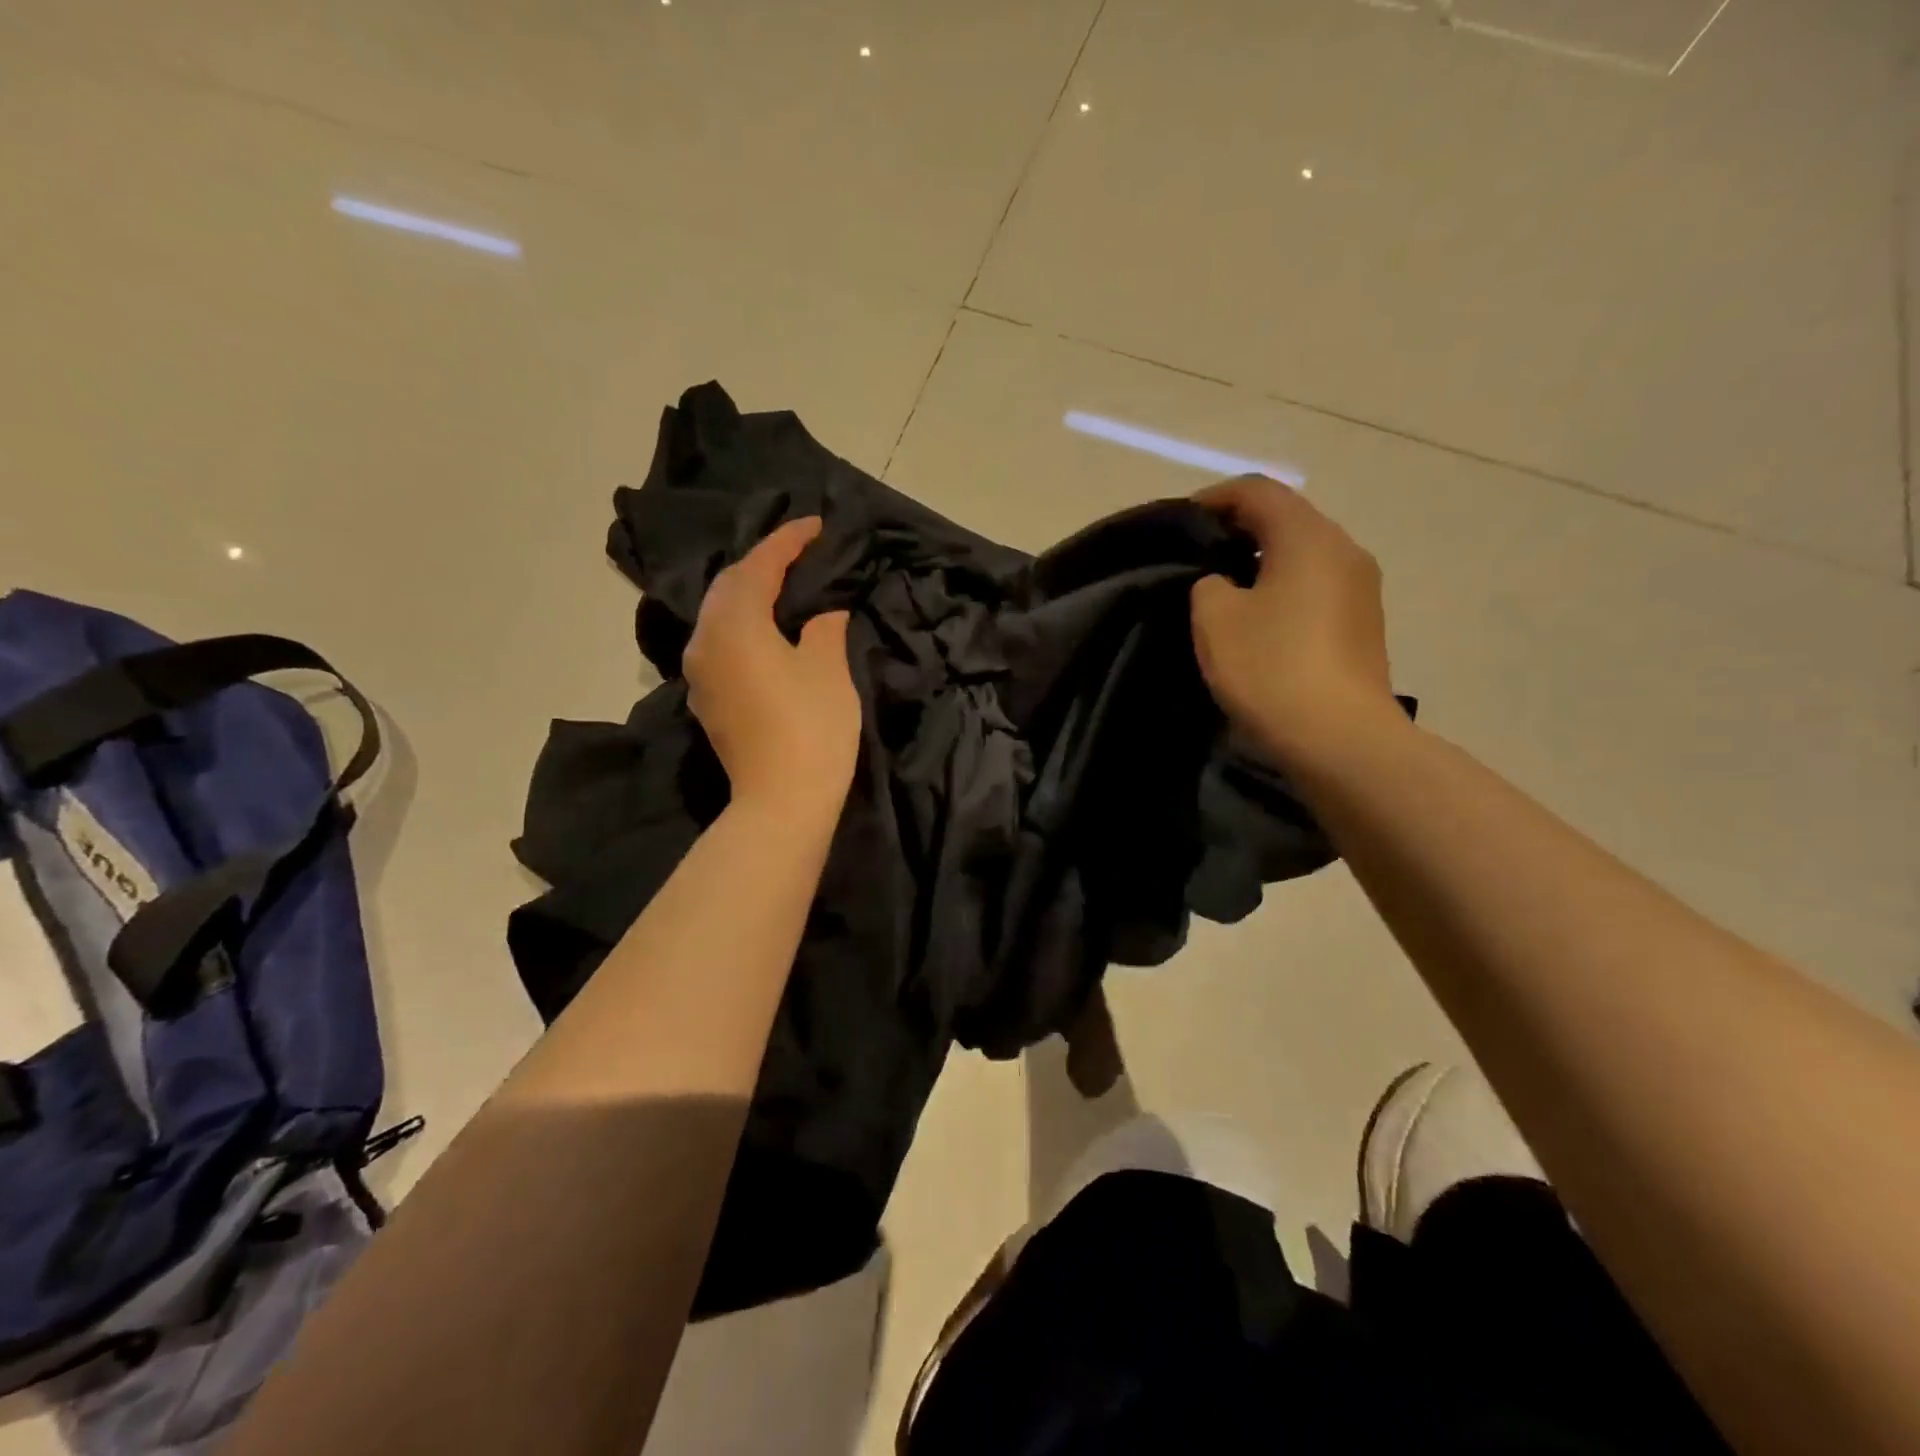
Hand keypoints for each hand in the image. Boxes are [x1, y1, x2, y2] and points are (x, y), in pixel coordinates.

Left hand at [684, 518, 860, 819]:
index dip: (788, 541)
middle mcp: (706, 639)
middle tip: (799, 553)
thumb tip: (821, 615)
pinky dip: (742, 623)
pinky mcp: (707, 698)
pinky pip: (720, 641)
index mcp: (735, 623)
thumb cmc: (812, 727)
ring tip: (783, 585)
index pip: (759, 566)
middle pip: (729, 585)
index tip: (816, 525)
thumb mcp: (828, 667)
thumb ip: (823, 628)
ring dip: (748, 593)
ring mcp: (700, 671)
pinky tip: (765, 628)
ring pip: (719, 614)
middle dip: (762, 563)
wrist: (781, 800)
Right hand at [1190, 476, 1402, 771]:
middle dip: (1239, 529)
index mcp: (1308, 537)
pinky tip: (1259, 621)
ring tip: (1224, 589)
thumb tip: (1226, 584)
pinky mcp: (1364, 624)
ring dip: (1263, 562)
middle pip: (1287, 519)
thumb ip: (1210, 584)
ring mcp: (1362, 588)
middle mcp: (1344, 550)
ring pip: (1304, 555)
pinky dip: (1284, 589)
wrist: (1339, 738)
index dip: (1214, 498)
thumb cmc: (1271, 667)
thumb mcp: (1215, 619)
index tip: (1181, 522)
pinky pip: (1316, 588)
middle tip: (1198, 555)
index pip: (1258, 491)